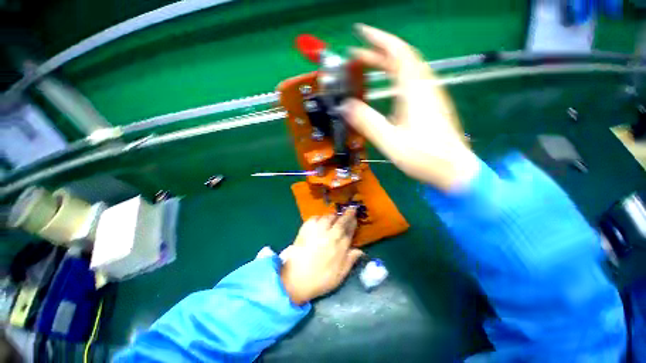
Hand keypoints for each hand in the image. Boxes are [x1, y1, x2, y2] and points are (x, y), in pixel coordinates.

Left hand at [280, 209, 363, 304]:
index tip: (355, 217)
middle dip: (347, 214)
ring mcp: (317, 231)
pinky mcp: (306, 229)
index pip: (349, 230)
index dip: (353, 222)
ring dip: (334, 216)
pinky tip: (320, 220)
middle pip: (341, 221)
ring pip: (328, 217)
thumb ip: (350, 261)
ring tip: (335, 217)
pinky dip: (319, 217)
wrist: (295, 280)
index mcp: (340, 247)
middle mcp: (330, 235)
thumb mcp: (339, 276)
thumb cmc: (320, 280)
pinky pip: (315, 218)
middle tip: (350, 210)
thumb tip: (360, 250)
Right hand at [341, 24, 480, 190]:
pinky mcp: (430, 106)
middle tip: (356, 55)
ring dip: (386, 64)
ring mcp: (430, 96)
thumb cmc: (424, 156)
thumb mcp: (391, 141)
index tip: (360, 33)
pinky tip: (385, 88)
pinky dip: (394, 77)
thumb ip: (368, 122)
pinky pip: (410, 82)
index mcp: (415, 90)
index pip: (398, 53)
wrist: (454, 170)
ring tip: (366, 67)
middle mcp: (424, 87)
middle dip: (378, 52)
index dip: (379, 39)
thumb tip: (345, 106)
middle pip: (402, 59)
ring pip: (407, 70)